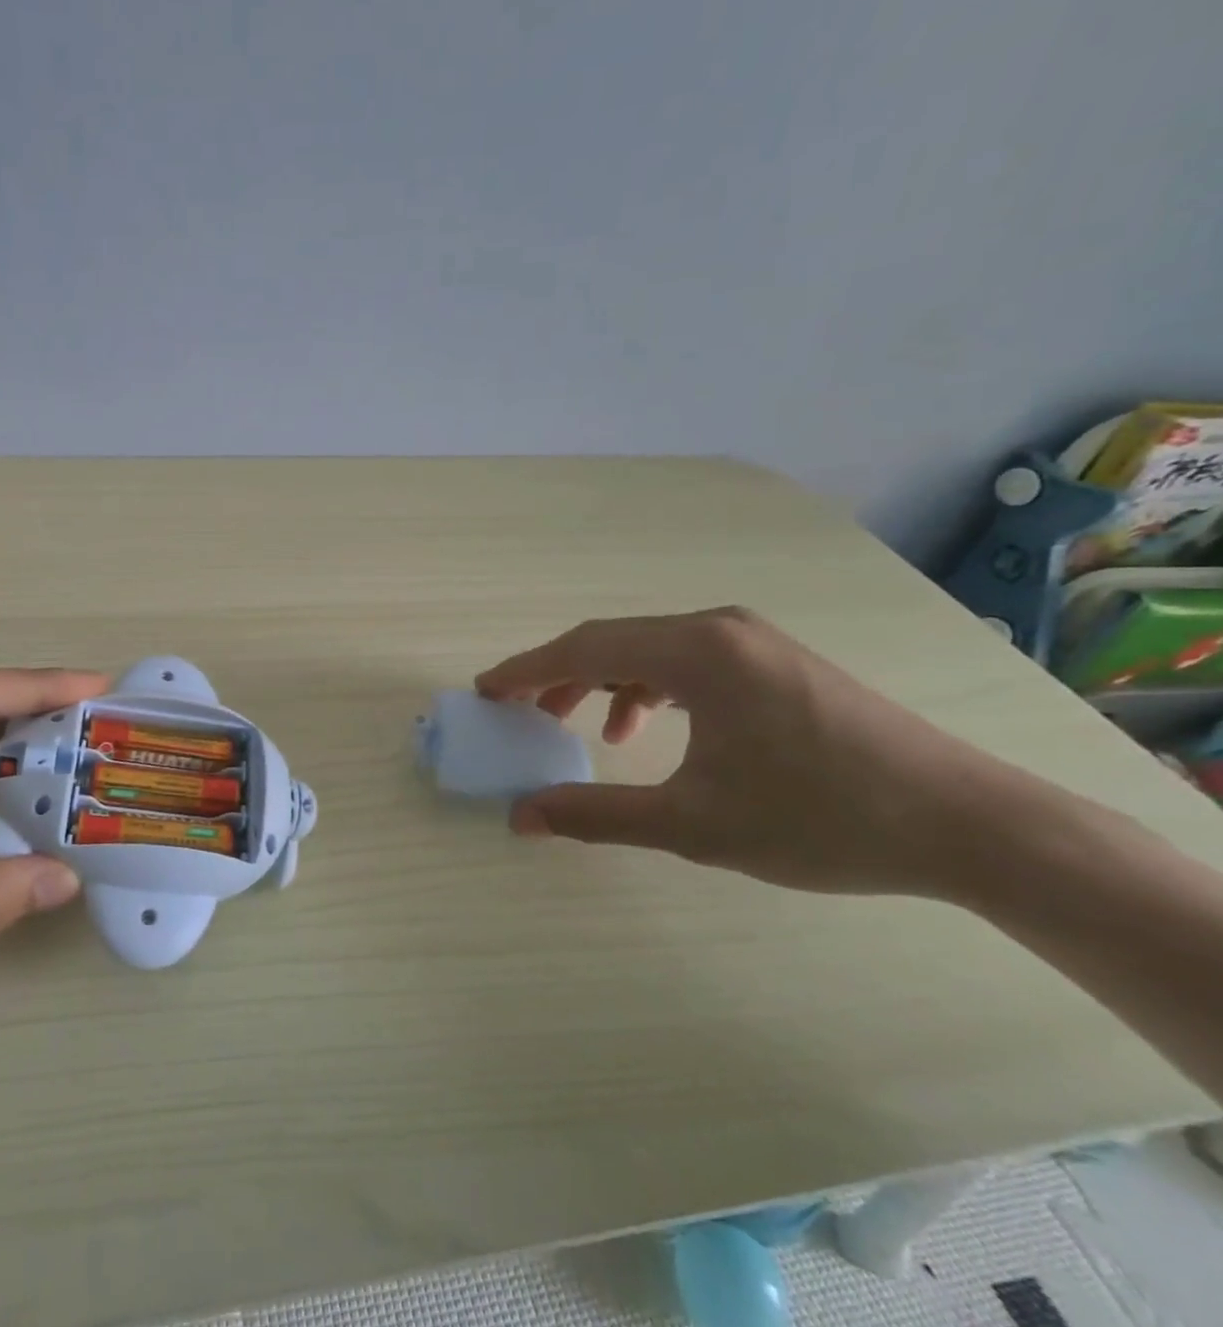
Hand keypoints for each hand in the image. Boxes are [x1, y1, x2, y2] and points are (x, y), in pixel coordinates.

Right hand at [476, 607, 1036, 899]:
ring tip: (582, 725)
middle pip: (611, 641)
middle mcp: (717, 628)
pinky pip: (686, 661)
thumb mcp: (692, 824)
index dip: (525, 671)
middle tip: (521, 711)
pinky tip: (649, 727)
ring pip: (648, 650)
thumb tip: (521, 816)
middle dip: (558, 676)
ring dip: (603, 681)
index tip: (485, 691)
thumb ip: (596, 815)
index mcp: (694, 651)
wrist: (966, 824)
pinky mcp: (774, 661)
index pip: (583, 648)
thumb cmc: (819, 818)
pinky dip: (648, 687)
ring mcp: (751, 640)